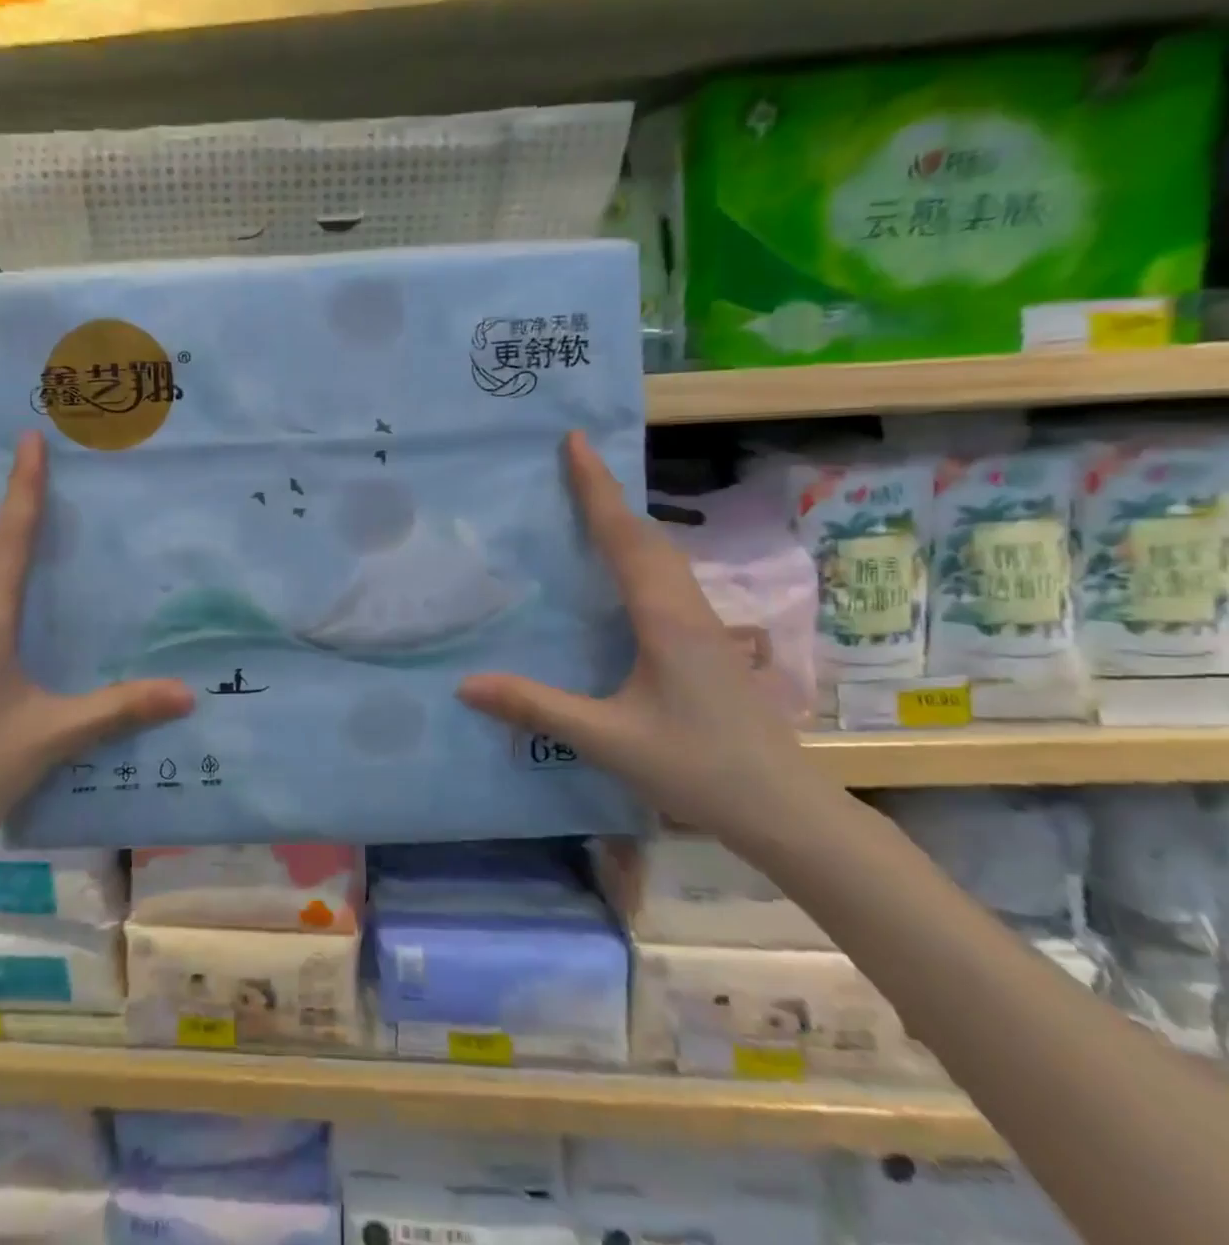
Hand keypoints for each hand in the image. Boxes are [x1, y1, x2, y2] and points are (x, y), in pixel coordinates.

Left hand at [0, 431, 195, 847]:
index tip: (34, 441)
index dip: (26, 487)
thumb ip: (119, 709)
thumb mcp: (53, 735)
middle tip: (58, 472)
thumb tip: (187, 694)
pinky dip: (4, 573)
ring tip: (49, 520)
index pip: (12, 538)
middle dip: (22, 503)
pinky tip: (29, 593)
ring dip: (11, 539)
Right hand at [458, 432, 818, 841]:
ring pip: (662, 555)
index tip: (574, 441)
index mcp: (664, 617)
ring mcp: (704, 625)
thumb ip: (536, 707)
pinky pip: (667, 578)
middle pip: (646, 535)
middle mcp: (687, 608)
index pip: (623, 537)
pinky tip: (621, 575)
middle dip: (608, 496)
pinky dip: (637, 554)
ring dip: (625, 523)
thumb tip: (464, 684)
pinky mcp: (708, 644)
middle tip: (571, 466)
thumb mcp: (607, 739)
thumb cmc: (698, 767)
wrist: (785, 808)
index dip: (597, 487)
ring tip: (588, 509)